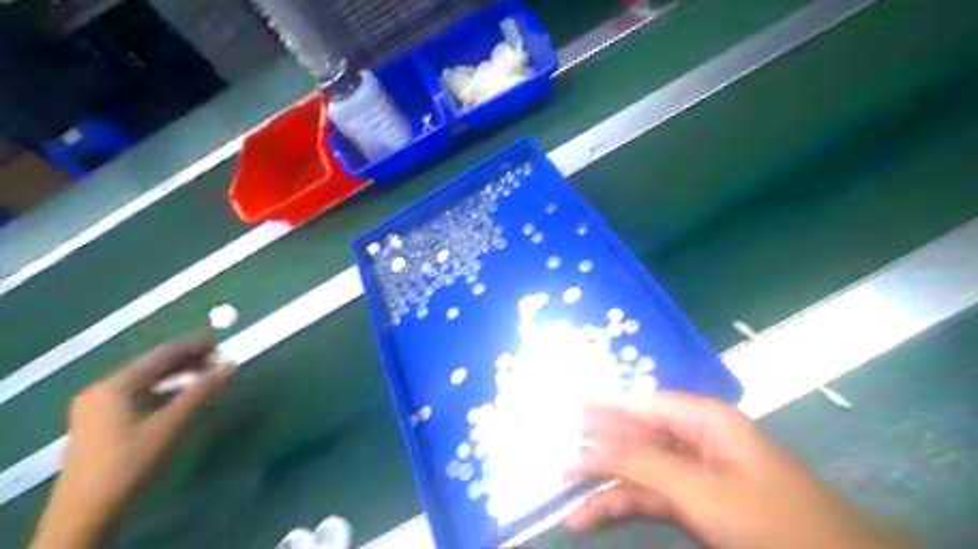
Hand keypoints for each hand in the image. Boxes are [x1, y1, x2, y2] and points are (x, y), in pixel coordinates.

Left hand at [30, 336, 236, 546]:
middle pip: (152, 366)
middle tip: (218, 358)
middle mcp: (102, 390)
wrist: (86, 514)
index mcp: (114, 386)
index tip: (220, 339)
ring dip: (177, 375)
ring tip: (207, 375)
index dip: (193, 345)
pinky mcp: (100, 424)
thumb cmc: (131, 463)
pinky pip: (139, 395)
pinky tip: (182, 396)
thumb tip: (230, 364)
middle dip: (186, 360)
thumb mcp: (172, 425)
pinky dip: (164, 390)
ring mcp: (97, 408)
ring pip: (146, 381)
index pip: (161, 355)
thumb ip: (202, 391)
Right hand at [561, 393, 922, 548]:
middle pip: (633, 434)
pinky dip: (619, 504)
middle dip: (594, 445)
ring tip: (561, 490)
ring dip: (601, 480)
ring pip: (636, 467)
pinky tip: (590, 515)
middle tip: (553, 449)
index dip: (599, 404)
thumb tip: (591, 441)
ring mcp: (693, 471)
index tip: (562, 405)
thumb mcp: (702, 491)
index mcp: (701, 419)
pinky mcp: (694, 501)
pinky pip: (648, 495)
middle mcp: (693, 437)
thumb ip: (643, 461)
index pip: (638, 403)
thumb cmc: (773, 522)